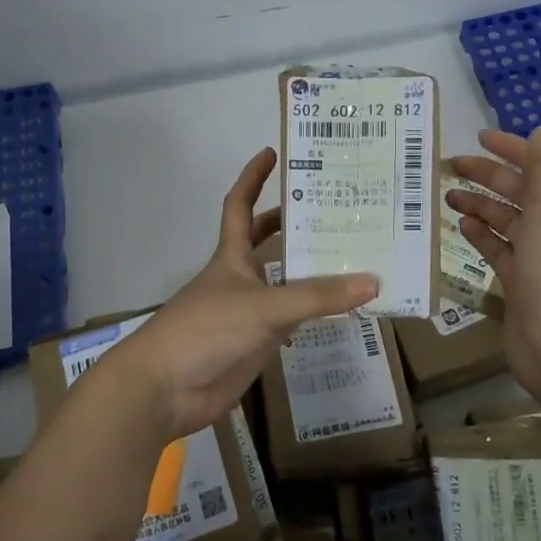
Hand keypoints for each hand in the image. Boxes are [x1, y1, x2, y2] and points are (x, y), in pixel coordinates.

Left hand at [108, 148, 377, 443]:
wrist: (166, 388)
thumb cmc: (206, 330)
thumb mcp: (264, 307)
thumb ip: (317, 297)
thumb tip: (373, 281)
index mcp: (232, 255)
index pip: (241, 205)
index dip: (254, 177)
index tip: (273, 152)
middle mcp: (242, 277)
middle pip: (267, 241)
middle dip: (294, 223)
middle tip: (336, 208)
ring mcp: (249, 311)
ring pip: (286, 282)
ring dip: (313, 271)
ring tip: (355, 255)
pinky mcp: (257, 343)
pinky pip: (293, 320)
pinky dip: (315, 313)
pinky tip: (344, 309)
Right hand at [447, 127, 540, 401]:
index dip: (514, 149)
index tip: (480, 138)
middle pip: (521, 192)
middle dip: (489, 176)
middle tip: (451, 166)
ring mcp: (539, 257)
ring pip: (506, 220)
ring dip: (480, 205)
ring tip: (448, 197)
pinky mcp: (519, 281)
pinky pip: (498, 249)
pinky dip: (481, 235)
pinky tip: (461, 226)